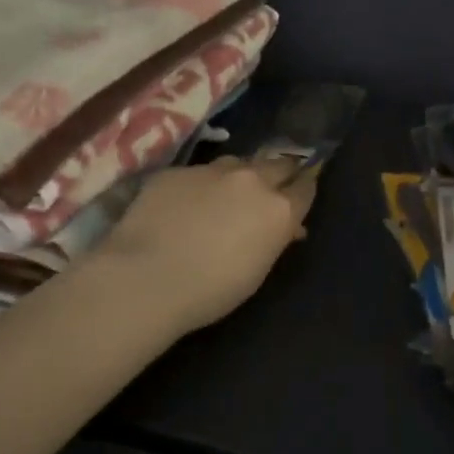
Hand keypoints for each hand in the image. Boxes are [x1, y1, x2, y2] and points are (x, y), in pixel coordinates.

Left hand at [93, 156, 317, 334]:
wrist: (146, 278)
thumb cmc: (211, 291)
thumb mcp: (256, 271)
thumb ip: (274, 240)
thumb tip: (286, 228)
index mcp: (278, 209)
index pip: (306, 186)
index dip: (304, 189)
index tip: (300, 194)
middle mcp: (251, 180)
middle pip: (277, 164)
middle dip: (279, 174)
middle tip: (271, 189)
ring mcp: (211, 170)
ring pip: (237, 162)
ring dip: (239, 176)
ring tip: (226, 195)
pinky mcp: (176, 171)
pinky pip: (197, 173)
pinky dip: (199, 186)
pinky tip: (183, 205)